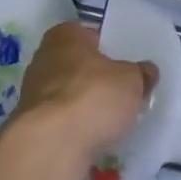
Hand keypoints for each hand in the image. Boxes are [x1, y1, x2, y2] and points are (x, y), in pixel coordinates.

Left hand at [5, 22, 155, 172]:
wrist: (53, 145)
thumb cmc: (94, 96)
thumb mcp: (132, 81)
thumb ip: (141, 73)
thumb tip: (147, 71)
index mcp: (65, 36)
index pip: (89, 34)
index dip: (108, 47)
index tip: (124, 63)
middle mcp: (44, 58)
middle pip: (77, 65)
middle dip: (95, 78)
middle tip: (121, 92)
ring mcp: (33, 93)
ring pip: (68, 95)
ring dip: (85, 106)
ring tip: (111, 121)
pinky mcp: (32, 125)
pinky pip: (62, 122)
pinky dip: (75, 129)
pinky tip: (94, 140)